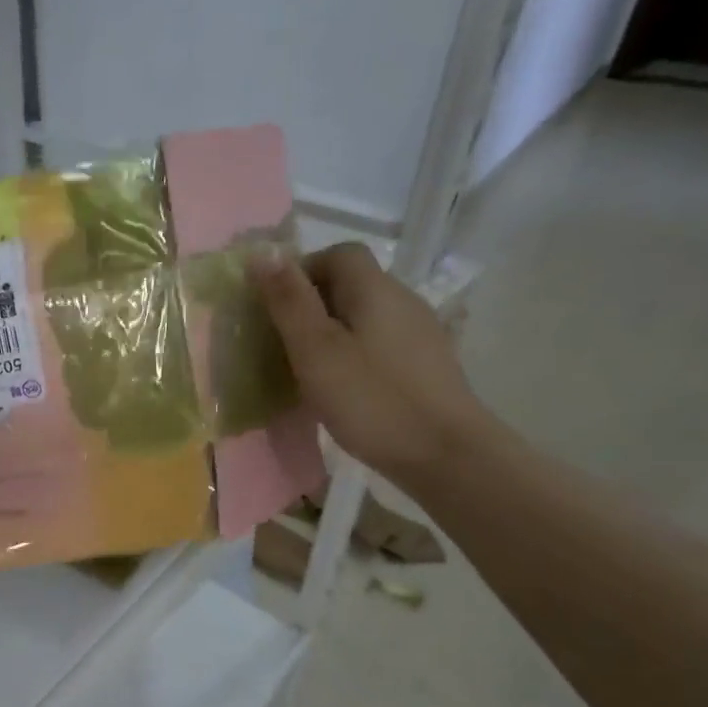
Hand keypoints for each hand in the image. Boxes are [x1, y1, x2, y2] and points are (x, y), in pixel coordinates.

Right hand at [249, 243, 494, 480]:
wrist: (445, 455)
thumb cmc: (371, 399)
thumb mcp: (316, 350)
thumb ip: (288, 301)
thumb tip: (262, 251)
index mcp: (375, 289)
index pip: (338, 254)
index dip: (302, 271)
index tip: (276, 308)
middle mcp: (403, 300)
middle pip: (351, 283)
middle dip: (311, 304)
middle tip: (283, 343)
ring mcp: (419, 333)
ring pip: (364, 315)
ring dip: (331, 332)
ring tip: (308, 369)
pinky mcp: (425, 364)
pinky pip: (379, 342)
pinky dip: (353, 353)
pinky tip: (343, 387)